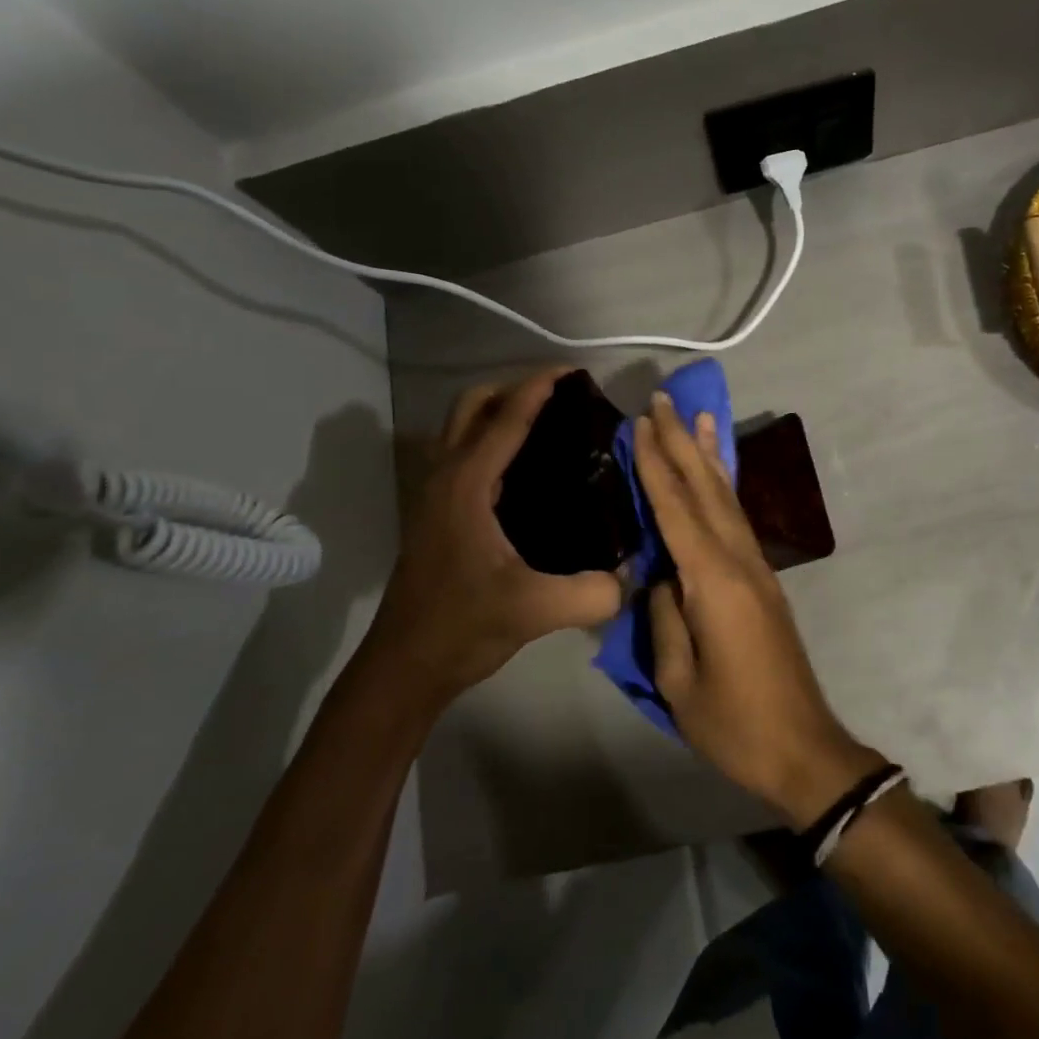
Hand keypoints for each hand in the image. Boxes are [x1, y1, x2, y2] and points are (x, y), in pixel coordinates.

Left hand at [374, 370, 623, 708]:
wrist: (405, 665)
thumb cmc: (462, 627)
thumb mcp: (534, 610)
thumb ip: (592, 592)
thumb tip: (633, 574)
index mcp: (467, 484)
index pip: (506, 418)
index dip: (540, 388)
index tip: (574, 372)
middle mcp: (445, 476)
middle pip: (472, 405)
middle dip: (514, 389)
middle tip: (561, 400)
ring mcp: (434, 493)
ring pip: (461, 426)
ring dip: (498, 411)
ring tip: (547, 425)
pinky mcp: (435, 511)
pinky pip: (461, 452)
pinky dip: (489, 439)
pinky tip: (524, 470)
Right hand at [633, 394, 885, 825]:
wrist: (803, 748)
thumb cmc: (734, 722)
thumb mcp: (677, 678)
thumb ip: (665, 615)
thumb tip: (659, 574)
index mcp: (713, 581)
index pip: (675, 508)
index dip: (654, 464)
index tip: (637, 424)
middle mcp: (739, 560)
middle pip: (705, 489)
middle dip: (681, 442)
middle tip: (663, 400)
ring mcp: (757, 568)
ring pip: (727, 498)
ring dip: (708, 455)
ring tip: (698, 417)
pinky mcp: (763, 581)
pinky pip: (737, 519)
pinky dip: (723, 487)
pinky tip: (717, 476)